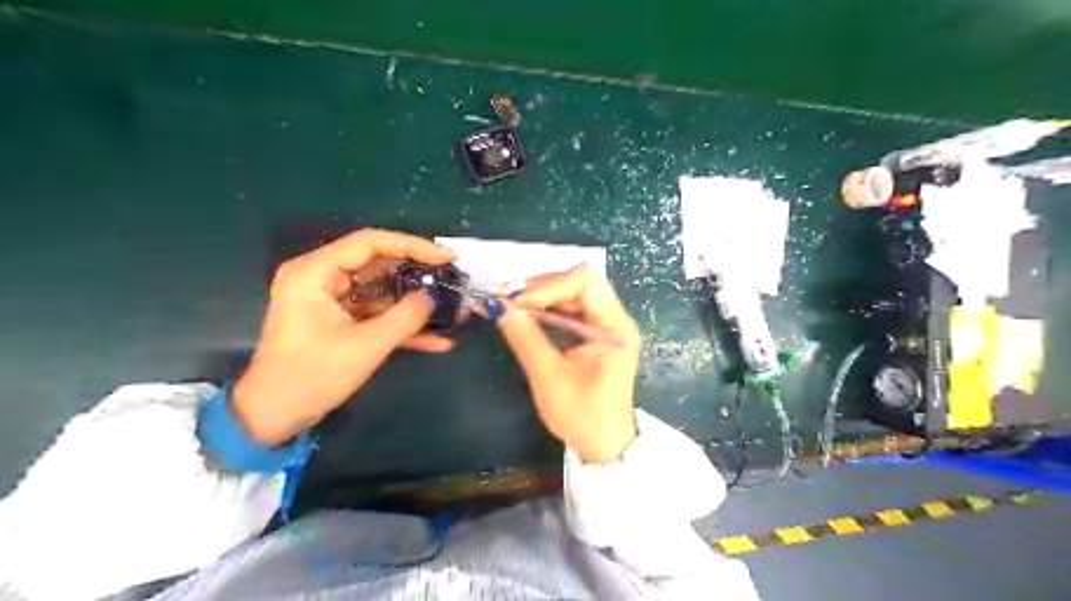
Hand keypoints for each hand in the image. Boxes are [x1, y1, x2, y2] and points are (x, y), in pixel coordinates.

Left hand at [233, 230, 453, 444]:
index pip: (371, 243)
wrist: (275, 416)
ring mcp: (331, 299)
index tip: (447, 258)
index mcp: (315, 272)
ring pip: (382, 290)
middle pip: (379, 263)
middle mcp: (322, 277)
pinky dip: (402, 324)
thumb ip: (405, 317)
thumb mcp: (365, 346)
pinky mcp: (340, 319)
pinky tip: (436, 340)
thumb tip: (434, 297)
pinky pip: (377, 313)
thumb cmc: (312, 376)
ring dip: (414, 302)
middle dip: (418, 274)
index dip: (413, 246)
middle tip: (452, 279)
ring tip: (451, 308)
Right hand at [495, 263, 637, 464]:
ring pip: (572, 294)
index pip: (586, 283)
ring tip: (510, 305)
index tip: (517, 300)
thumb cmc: (582, 416)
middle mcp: (615, 319)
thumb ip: (525, 338)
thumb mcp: (549, 377)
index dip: (549, 285)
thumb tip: (498, 306)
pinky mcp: (595, 334)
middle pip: (579, 283)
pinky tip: (525, 314)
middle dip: (541, 287)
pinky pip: (570, 309)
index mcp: (615, 328)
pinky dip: (546, 308)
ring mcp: (606, 325)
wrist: (604, 444)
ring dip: (541, 296)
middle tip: (506, 298)